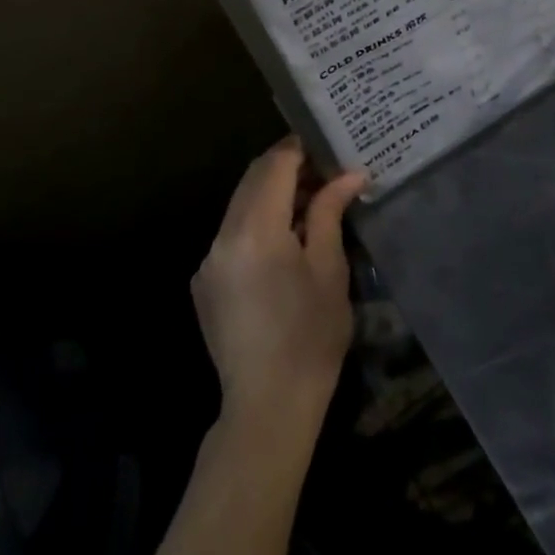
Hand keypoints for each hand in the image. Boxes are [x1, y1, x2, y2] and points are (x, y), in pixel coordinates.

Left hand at [192, 137, 365, 429]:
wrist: (267, 408)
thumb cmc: (310, 336)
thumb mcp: (329, 269)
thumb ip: (329, 212)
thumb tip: (349, 175)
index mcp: (255, 230)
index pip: (274, 165)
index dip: (300, 149)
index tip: (327, 146)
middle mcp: (222, 237)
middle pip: (253, 179)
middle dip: (287, 167)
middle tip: (325, 170)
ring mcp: (208, 261)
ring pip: (240, 205)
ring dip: (272, 194)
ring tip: (311, 203)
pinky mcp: (205, 283)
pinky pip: (232, 234)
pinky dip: (258, 222)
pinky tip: (285, 241)